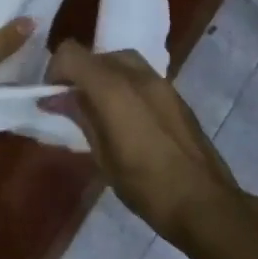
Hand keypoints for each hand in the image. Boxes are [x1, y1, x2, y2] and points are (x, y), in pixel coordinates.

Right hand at [43, 40, 257, 252]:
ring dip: (103, 76)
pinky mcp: (176, 96)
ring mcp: (162, 84)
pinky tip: (125, 117)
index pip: (71, 54)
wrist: (205, 204)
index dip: (55, 70)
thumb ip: (81, 117)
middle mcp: (138, 76)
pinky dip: (124, 85)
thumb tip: (59, 99)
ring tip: (98, 109)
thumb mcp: (102, 155)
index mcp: (113, 89)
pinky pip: (141, 76)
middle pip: (97, 55)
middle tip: (73, 103)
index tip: (52, 96)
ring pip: (121, 61)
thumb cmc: (146, 186)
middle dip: (80, 72)